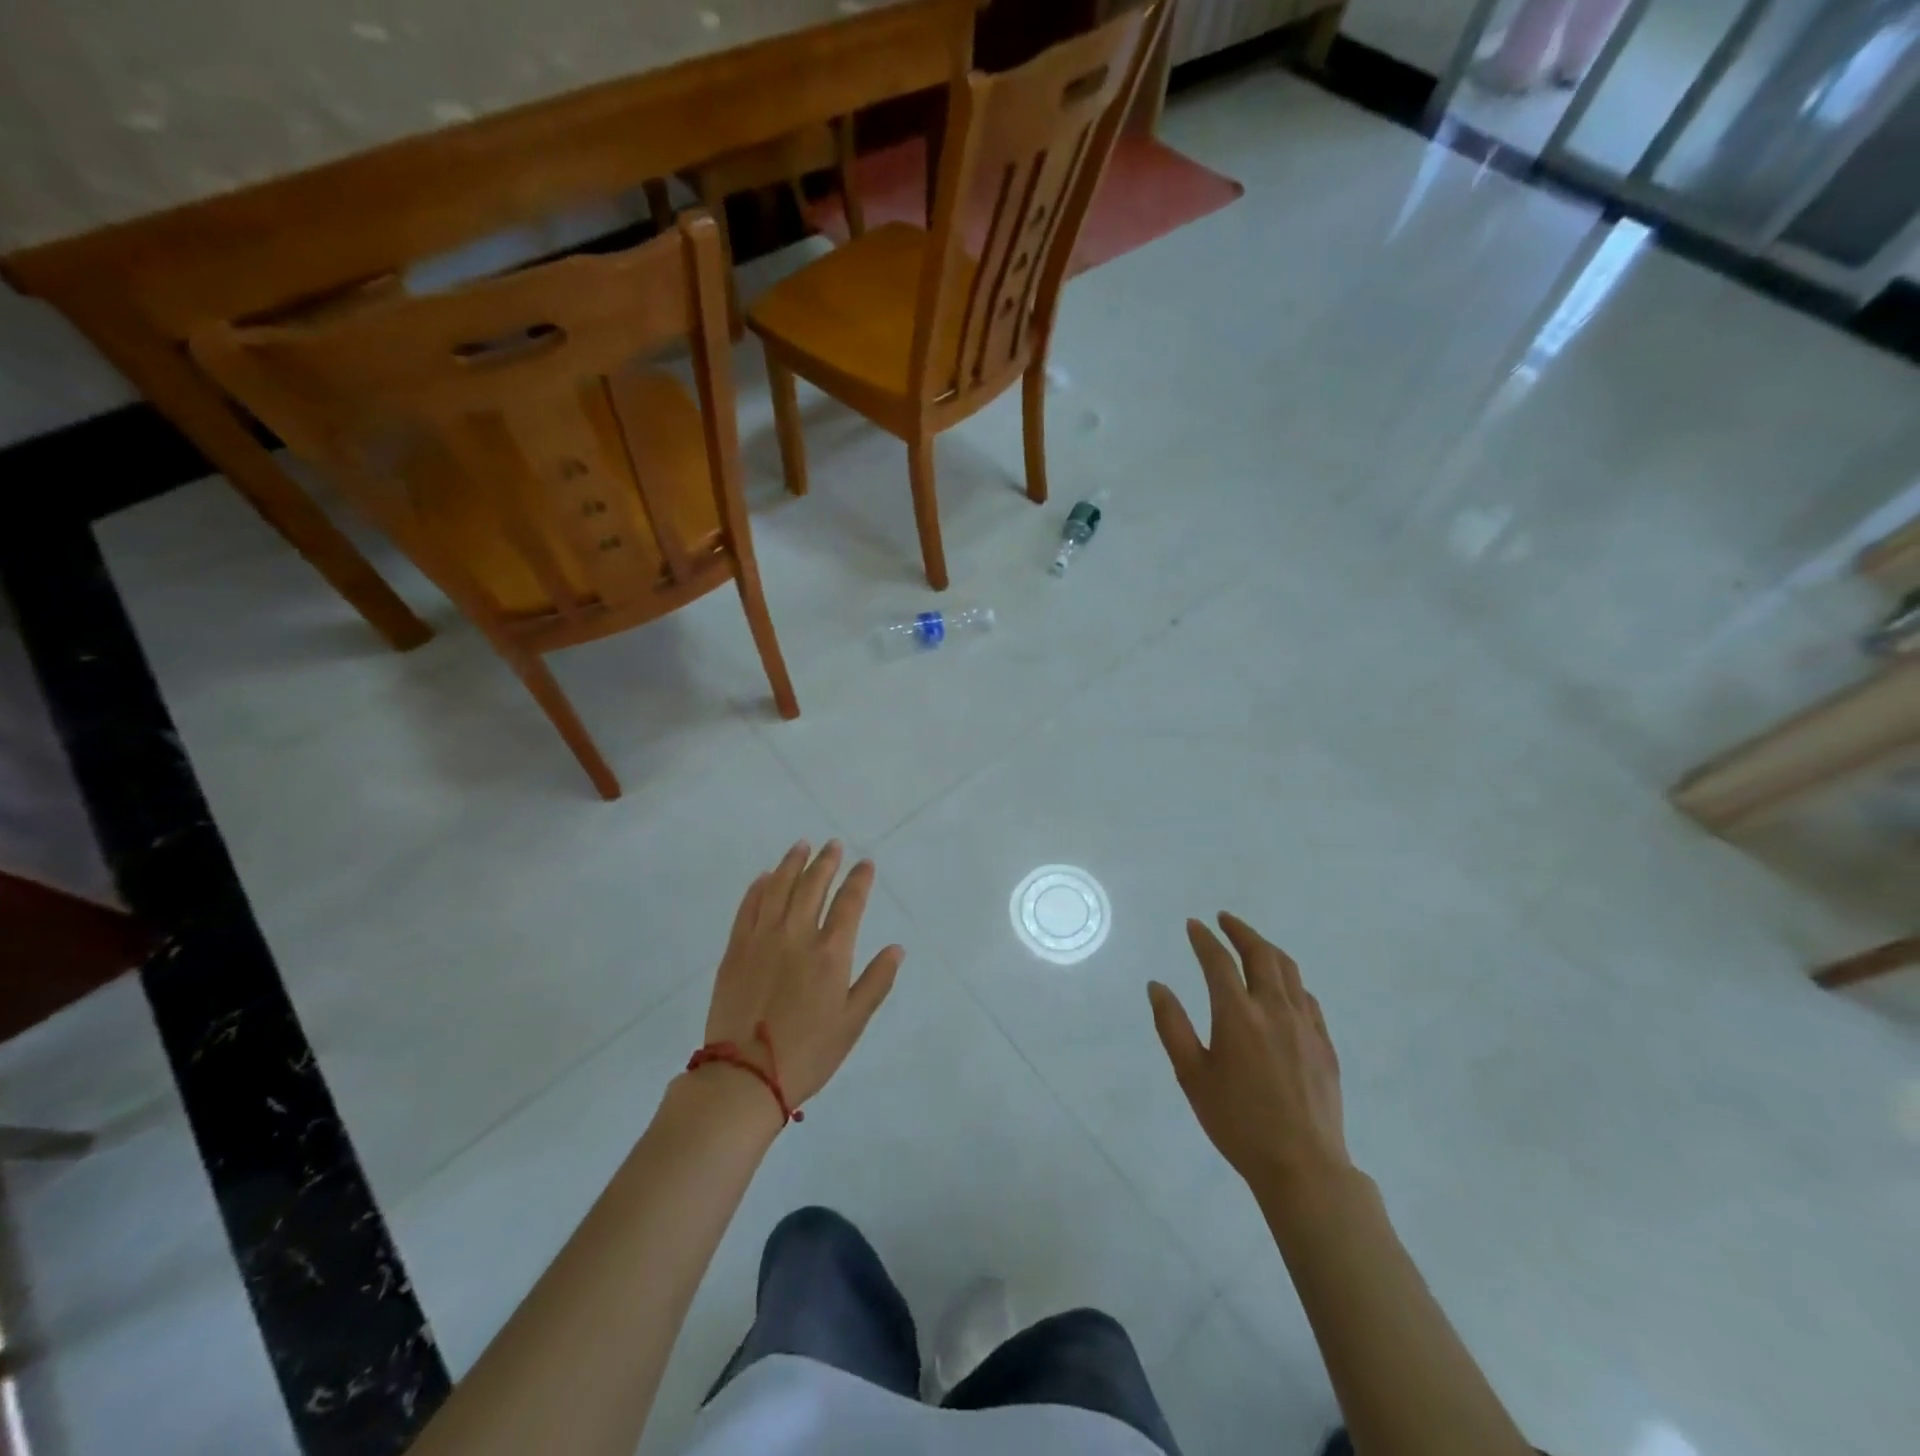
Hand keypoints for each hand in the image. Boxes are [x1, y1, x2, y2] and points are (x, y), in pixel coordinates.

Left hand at [702, 841, 904, 1107]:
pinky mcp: (735, 949)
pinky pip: (748, 907)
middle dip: (826, 861)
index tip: (865, 864)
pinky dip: (759, 887)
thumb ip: (876, 981)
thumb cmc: (808, 1053)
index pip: (849, 902)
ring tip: (802, 846)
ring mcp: (762, 939)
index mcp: (830, 952)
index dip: (859, 879)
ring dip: (792, 863)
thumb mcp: (853, 1023)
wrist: (744, 1076)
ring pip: (779, 887)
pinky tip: (766, 877)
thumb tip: (897, 948)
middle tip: (833, 845)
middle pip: (813, 885)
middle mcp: (797, 935)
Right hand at [1148, 913, 1349, 1194]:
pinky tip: (1282, 986)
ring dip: (1267, 948)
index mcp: (1237, 1014)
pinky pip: (1306, 996)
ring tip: (1252, 942)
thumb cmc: (1237, 1122)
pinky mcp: (1324, 1043)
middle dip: (1240, 930)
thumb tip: (1157, 986)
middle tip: (1224, 919)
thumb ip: (1172, 1025)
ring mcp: (1304, 1024)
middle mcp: (1273, 1008)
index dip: (1203, 939)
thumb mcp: (1191, 1075)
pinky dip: (1289, 979)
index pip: (1218, 961)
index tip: (1193, 924)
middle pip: (1260, 953)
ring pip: (1288, 969)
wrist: (1302, 1166)